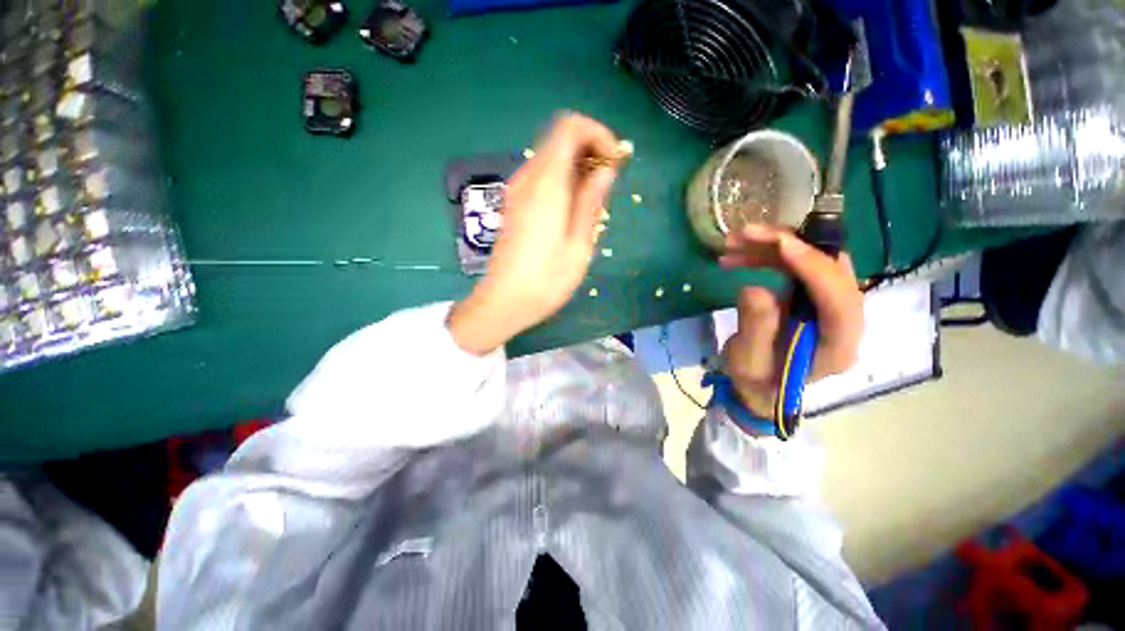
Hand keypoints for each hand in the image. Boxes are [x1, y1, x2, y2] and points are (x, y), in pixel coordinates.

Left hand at [448, 113, 619, 354]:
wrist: (504, 301)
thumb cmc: (546, 280)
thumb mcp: (579, 245)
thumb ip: (590, 201)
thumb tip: (605, 169)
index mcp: (547, 185)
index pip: (569, 127)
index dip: (598, 134)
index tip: (616, 162)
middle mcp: (528, 179)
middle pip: (560, 139)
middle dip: (591, 150)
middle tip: (609, 184)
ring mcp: (518, 191)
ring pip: (552, 158)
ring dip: (578, 168)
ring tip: (595, 201)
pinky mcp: (515, 204)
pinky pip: (543, 177)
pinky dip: (564, 180)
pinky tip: (573, 209)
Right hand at [718, 224, 863, 416]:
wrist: (760, 387)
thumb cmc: (756, 382)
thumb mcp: (749, 362)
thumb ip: (756, 329)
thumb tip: (755, 288)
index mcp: (837, 345)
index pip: (840, 300)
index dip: (815, 268)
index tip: (781, 244)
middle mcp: (843, 320)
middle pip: (832, 269)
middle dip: (790, 244)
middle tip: (747, 234)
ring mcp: (829, 305)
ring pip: (812, 261)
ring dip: (773, 246)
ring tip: (732, 243)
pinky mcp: (812, 297)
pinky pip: (796, 266)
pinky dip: (768, 255)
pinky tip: (738, 256)